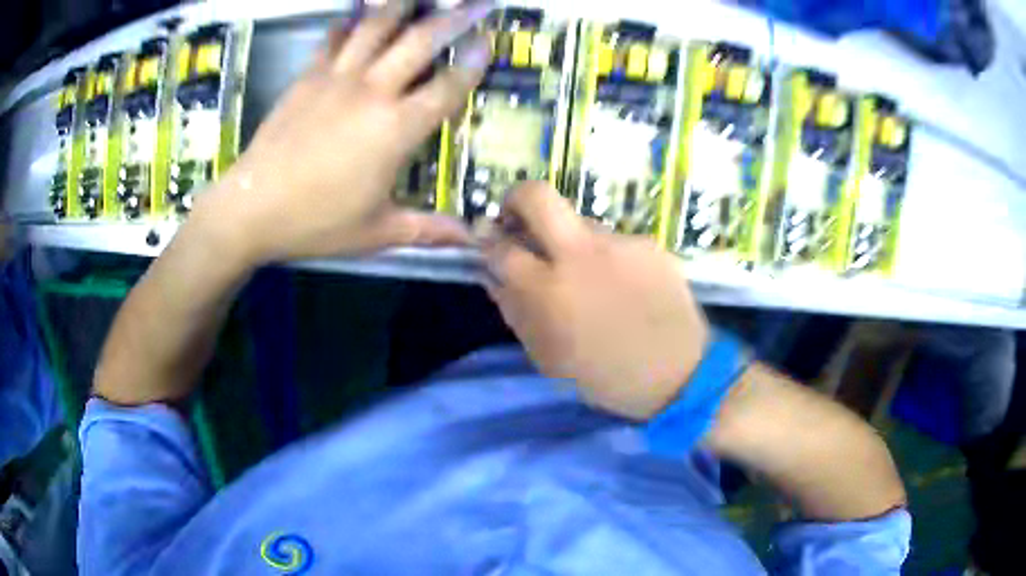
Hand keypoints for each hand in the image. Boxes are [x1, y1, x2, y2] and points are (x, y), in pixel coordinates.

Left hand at [196, 0, 493, 264]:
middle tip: (476, 1)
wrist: (250, 208)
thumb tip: (470, 241)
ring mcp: (337, 79)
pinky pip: (334, 39)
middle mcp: (372, 92)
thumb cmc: (315, 223)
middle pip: (420, 41)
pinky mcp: (307, 77)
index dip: (472, 62)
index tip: (487, 41)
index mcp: (396, 130)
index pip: (447, 87)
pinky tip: (358, 14)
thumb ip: (427, 230)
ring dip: (402, 6)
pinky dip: (349, 23)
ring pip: (376, 27)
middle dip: (455, 17)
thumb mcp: (376, 232)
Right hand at [482, 183, 709, 419]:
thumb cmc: (605, 376)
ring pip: (580, 222)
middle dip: (516, 198)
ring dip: (570, 241)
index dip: (489, 243)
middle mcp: (580, 254)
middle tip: (518, 219)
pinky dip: (607, 257)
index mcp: (548, 290)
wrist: (679, 373)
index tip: (492, 245)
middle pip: (537, 195)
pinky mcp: (649, 243)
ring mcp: (619, 243)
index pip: (501, 247)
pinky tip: (623, 285)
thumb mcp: (547, 355)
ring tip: (589, 277)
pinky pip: (615, 241)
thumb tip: (494, 274)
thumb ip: (515, 310)